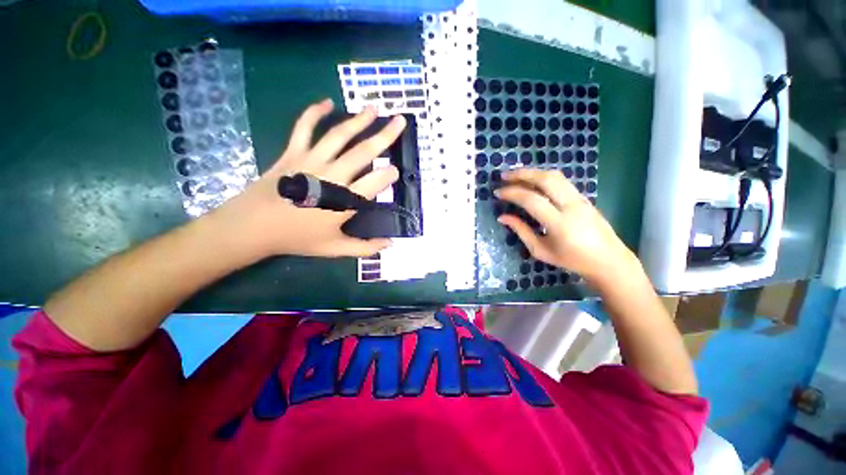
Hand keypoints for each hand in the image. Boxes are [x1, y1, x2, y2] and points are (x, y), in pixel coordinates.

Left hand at [207, 99, 405, 259]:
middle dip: (385, 136)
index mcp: (344, 201)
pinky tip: (327, 102)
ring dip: (358, 120)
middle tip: (400, 122)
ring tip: (373, 108)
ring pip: (339, 135)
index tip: (395, 171)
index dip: (389, 174)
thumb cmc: (297, 238)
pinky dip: (315, 112)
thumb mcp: (335, 249)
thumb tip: (390, 244)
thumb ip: (365, 247)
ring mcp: (311, 160)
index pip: (375, 182)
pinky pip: (304, 127)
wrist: (252, 227)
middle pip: (363, 152)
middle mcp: (332, 176)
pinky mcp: (293, 152)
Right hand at [495, 168, 638, 286]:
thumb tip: (502, 217)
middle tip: (504, 176)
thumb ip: (521, 231)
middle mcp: (571, 206)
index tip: (498, 193)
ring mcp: (580, 199)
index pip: (531, 200)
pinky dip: (543, 177)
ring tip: (516, 175)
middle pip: (545, 179)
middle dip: (522, 174)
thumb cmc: (572, 260)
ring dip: (533, 172)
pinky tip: (533, 182)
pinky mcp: (584, 197)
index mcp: (559, 223)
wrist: (609, 260)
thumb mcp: (541, 251)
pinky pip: (561, 181)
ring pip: (555, 176)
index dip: (512, 193)